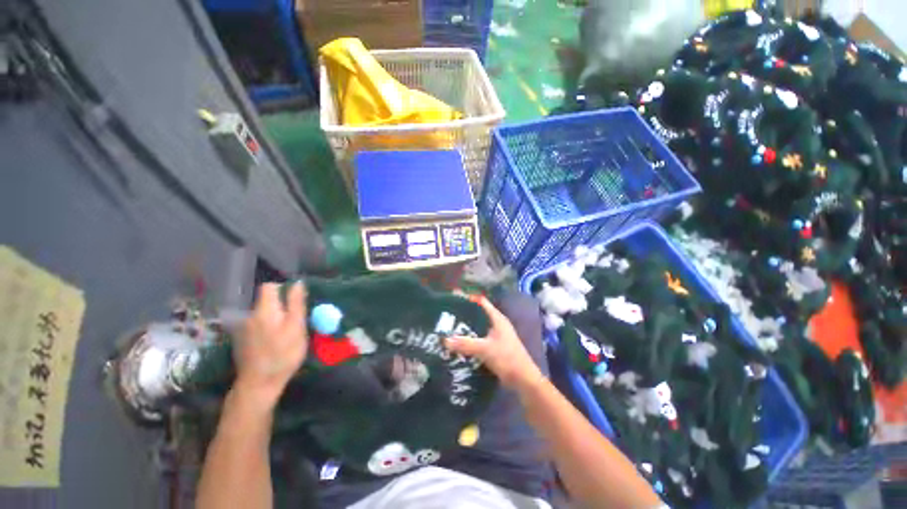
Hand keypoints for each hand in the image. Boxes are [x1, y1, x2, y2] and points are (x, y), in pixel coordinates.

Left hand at [233, 282, 307, 408]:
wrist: (259, 384)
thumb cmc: (283, 354)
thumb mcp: (297, 327)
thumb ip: (296, 304)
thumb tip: (297, 283)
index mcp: (264, 310)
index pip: (269, 287)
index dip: (283, 289)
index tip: (295, 301)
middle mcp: (250, 316)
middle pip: (266, 301)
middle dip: (281, 307)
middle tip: (295, 322)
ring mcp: (243, 329)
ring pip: (263, 315)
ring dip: (275, 319)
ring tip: (286, 334)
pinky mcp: (242, 341)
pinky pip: (257, 326)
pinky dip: (267, 329)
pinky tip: (273, 344)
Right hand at [445, 295, 544, 390]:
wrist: (523, 380)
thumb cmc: (507, 358)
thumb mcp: (485, 349)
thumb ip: (465, 344)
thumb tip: (444, 339)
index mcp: (497, 319)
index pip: (482, 302)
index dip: (469, 299)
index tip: (454, 299)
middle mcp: (497, 324)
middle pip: (478, 315)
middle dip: (464, 315)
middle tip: (447, 316)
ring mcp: (497, 336)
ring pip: (478, 328)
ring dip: (466, 330)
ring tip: (449, 330)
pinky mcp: (495, 348)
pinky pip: (479, 340)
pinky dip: (470, 341)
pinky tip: (459, 345)